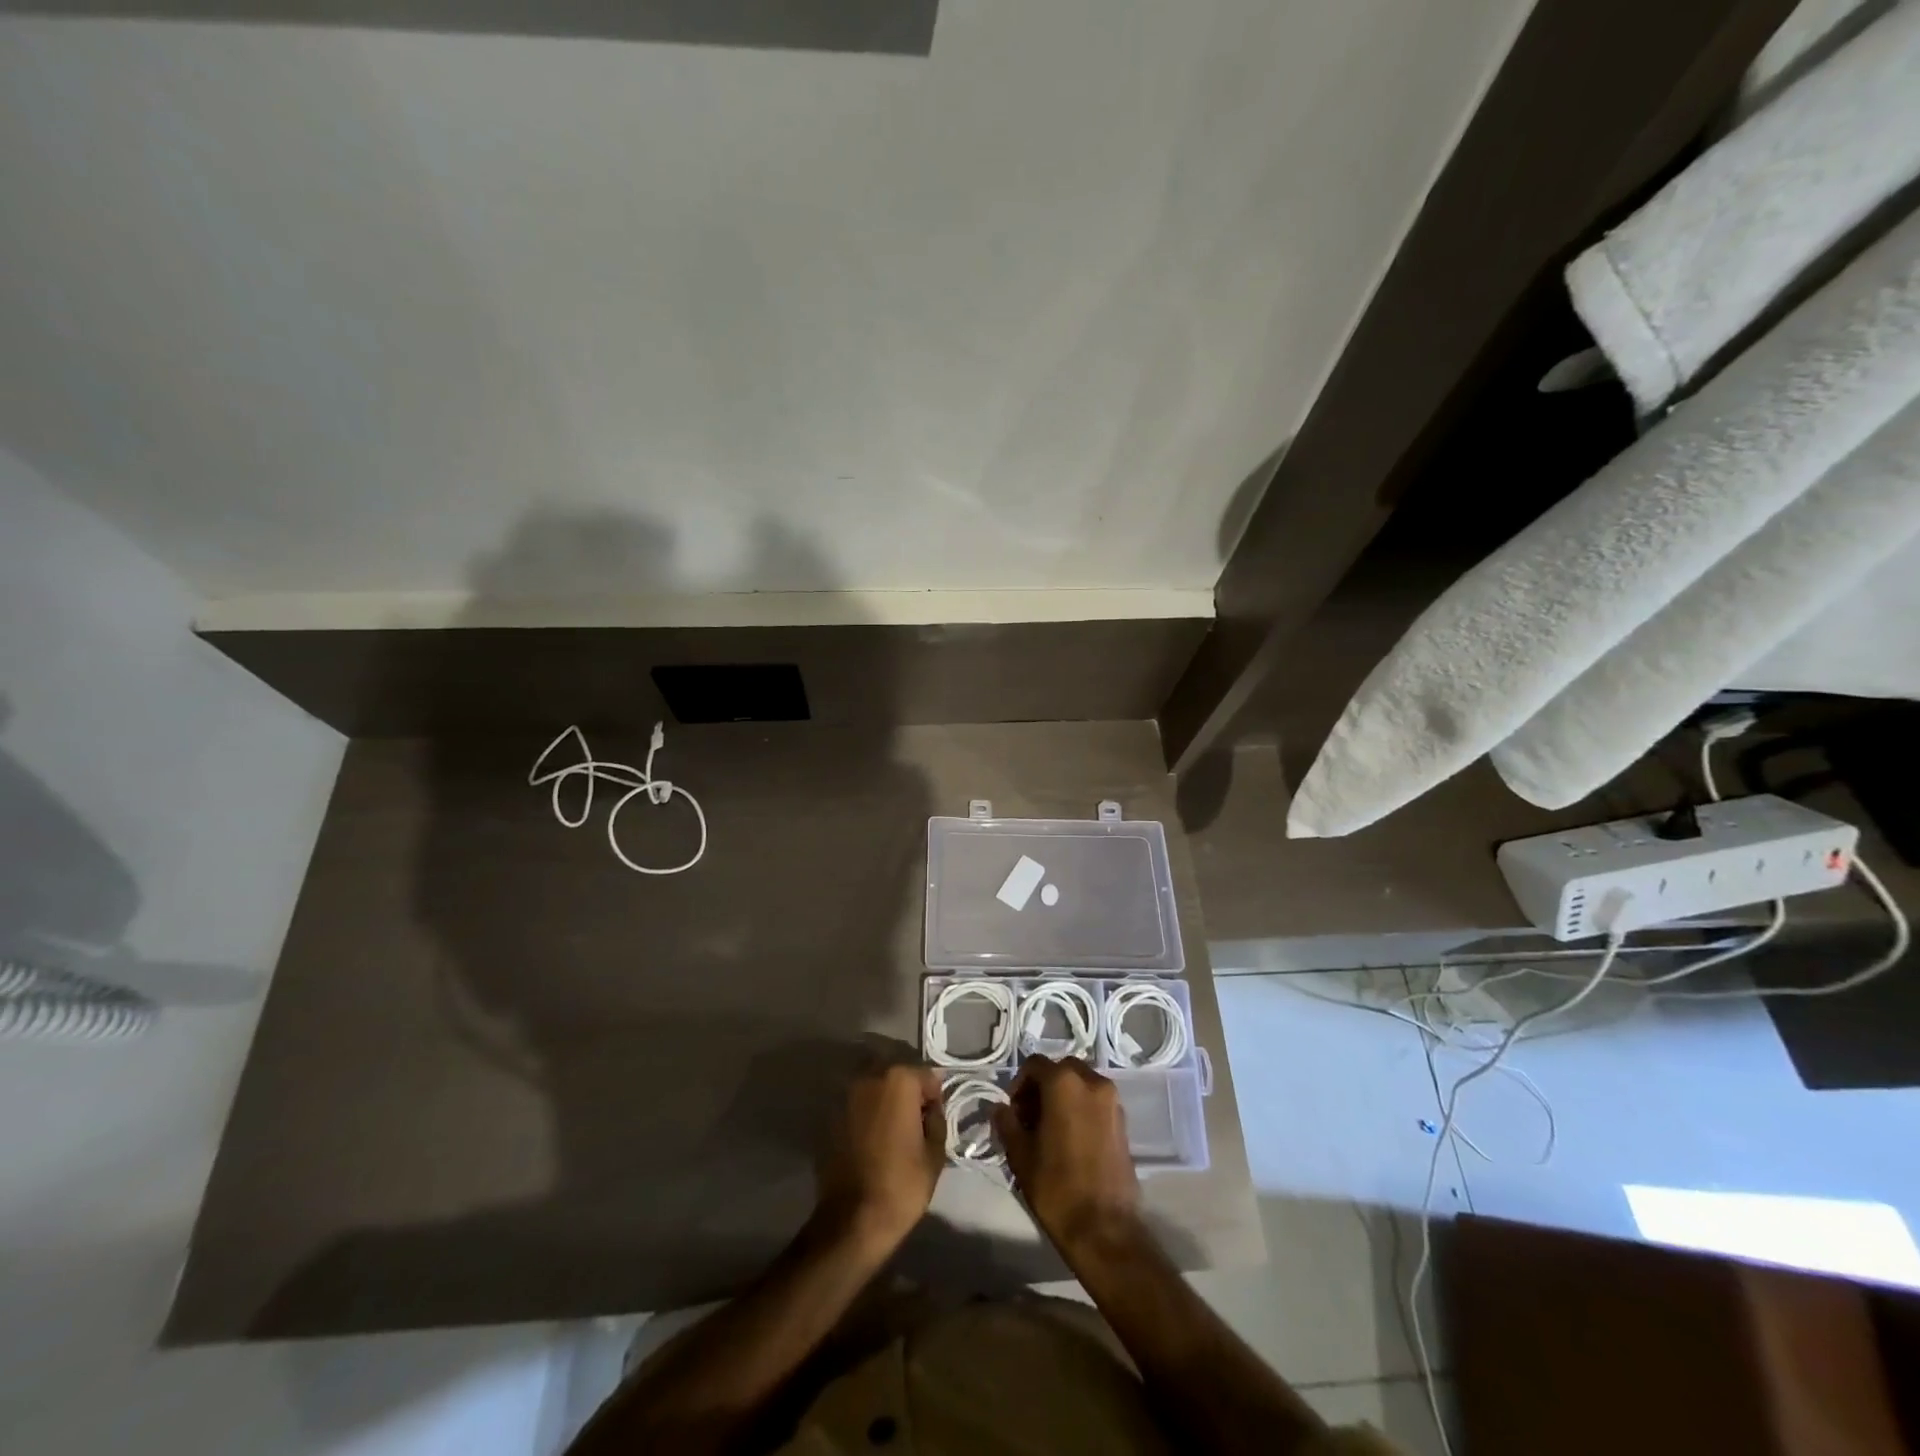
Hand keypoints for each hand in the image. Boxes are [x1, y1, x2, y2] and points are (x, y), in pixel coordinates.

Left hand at [817, 1063, 945, 1252]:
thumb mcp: (935, 1153)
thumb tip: (931, 1108)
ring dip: (886, 1099)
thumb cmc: (902, 1184)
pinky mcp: (831, 1115)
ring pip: (875, 1086)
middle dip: (909, 1091)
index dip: (935, 1096)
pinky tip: (874, 1137)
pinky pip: (858, 1104)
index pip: (927, 1075)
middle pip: (897, 1075)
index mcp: (899, 1081)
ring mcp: (847, 1095)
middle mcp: (870, 1078)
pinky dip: (868, 1112)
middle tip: (917, 1120)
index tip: (937, 1116)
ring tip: (895, 1128)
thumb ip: (936, 1118)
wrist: (852, 1220)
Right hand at [993, 1057, 1139, 1254]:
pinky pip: (1096, 1101)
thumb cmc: (1057, 1187)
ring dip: (1063, 1096)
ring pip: (1080, 1084)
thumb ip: (1007, 1122)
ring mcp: (1112, 1101)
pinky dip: (1081, 1108)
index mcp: (1064, 1082)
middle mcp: (1092, 1081)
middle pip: (1061, 1070)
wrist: (1104, 1229)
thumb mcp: (1020, 1154)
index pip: (1035, 1064)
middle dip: (1043, 1087)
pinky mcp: (1123, 1121)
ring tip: (1049, 1129)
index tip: (1013, 1111)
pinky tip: (1070, 1139)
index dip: (1019, 1084)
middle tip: (1029, 1117)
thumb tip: (999, 1108)